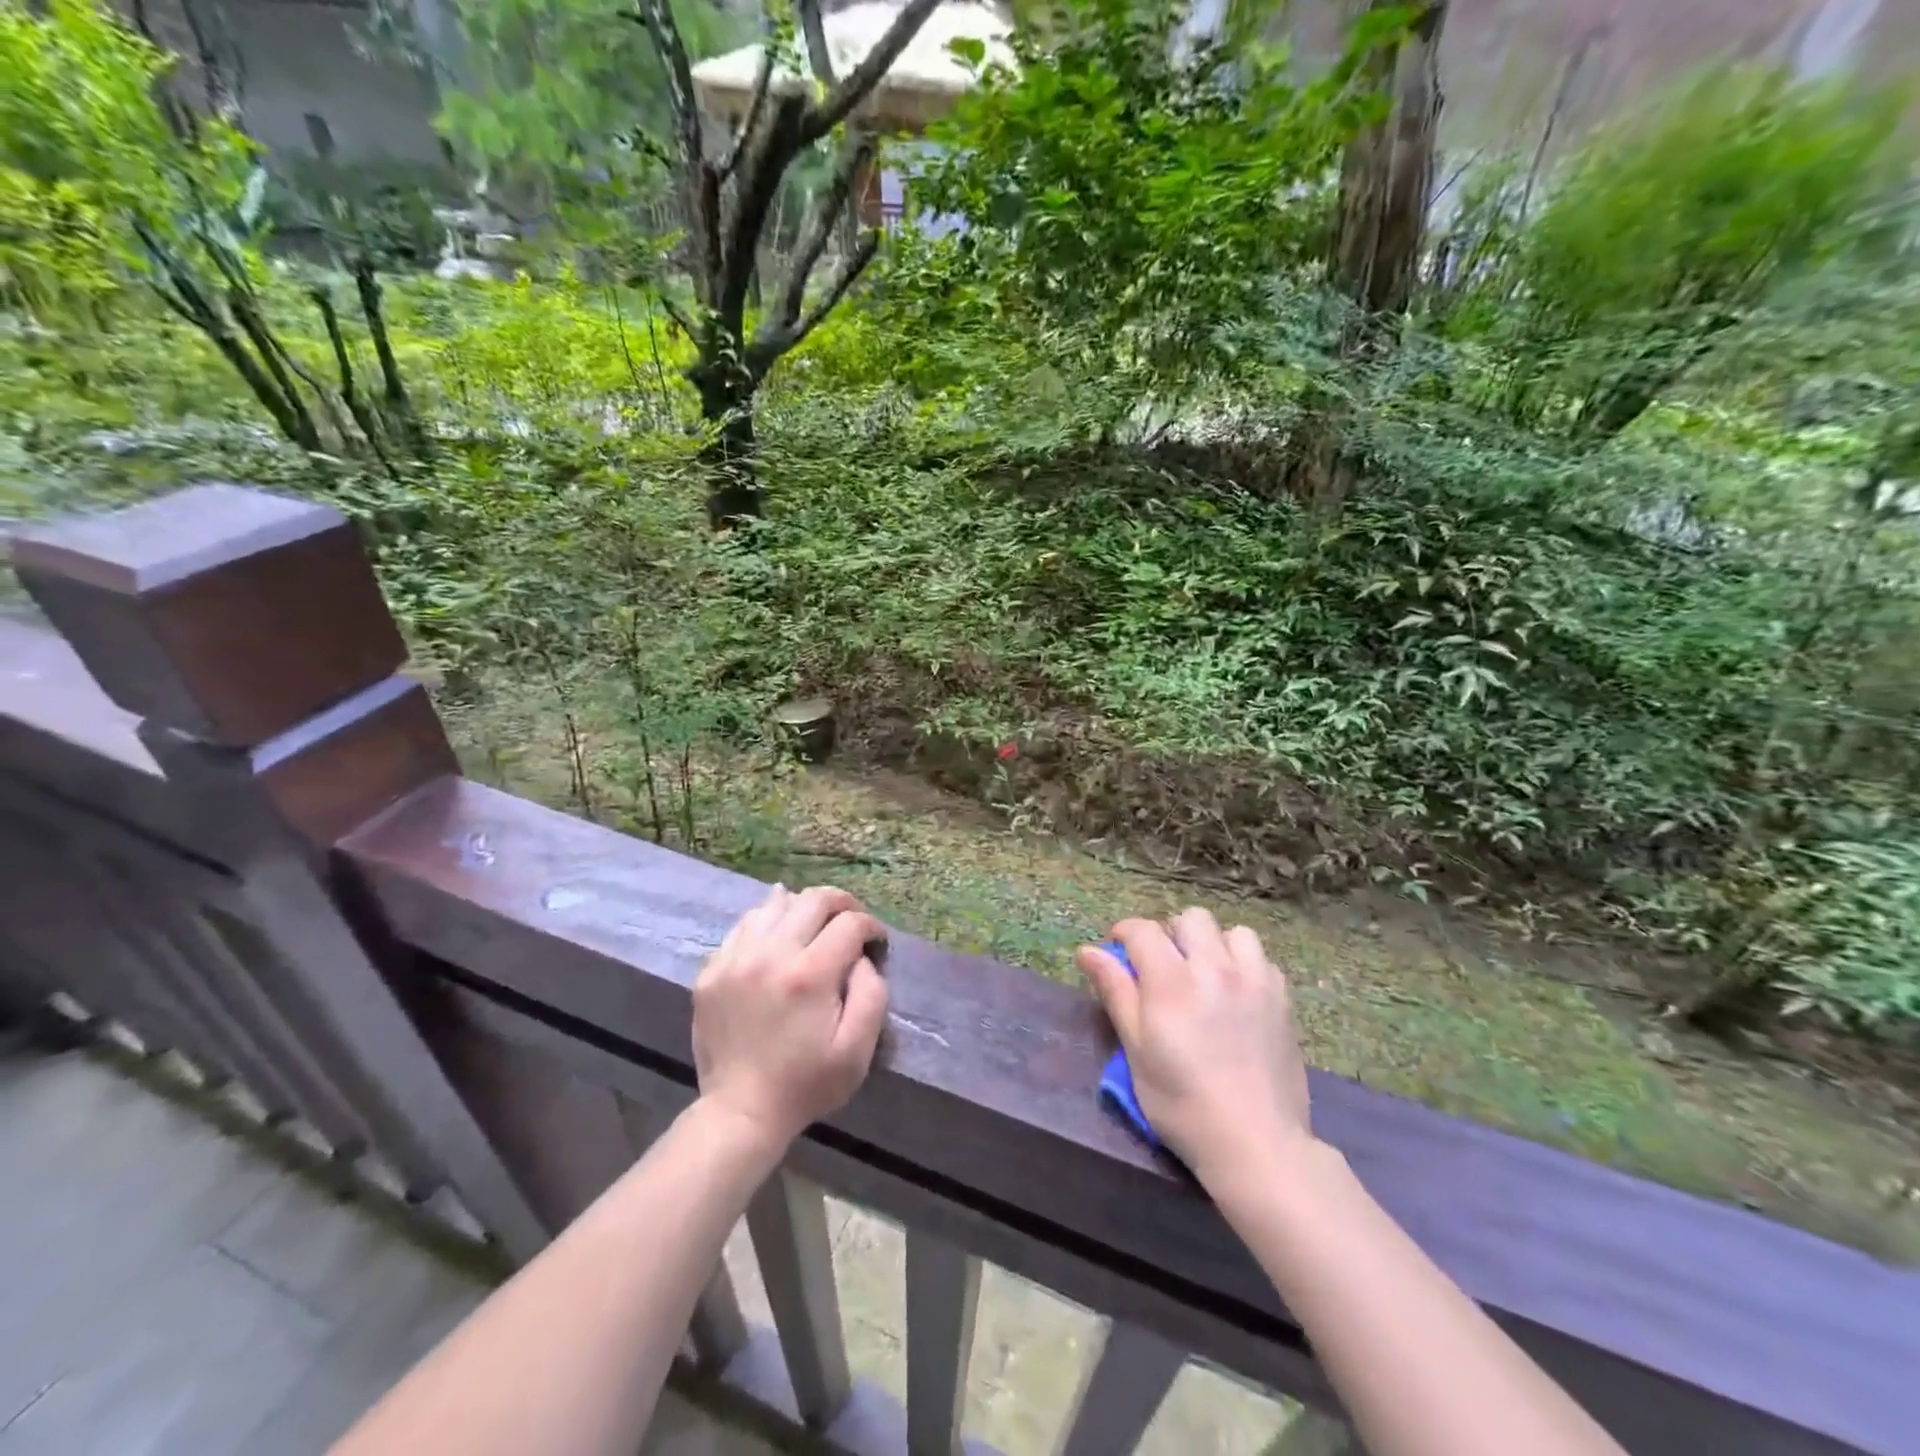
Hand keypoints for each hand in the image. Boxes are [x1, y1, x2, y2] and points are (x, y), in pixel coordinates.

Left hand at [693, 885, 889, 1151]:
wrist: (740, 1112)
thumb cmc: (807, 1084)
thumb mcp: (858, 1049)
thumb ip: (871, 993)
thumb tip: (862, 957)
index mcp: (809, 974)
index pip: (850, 923)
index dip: (871, 926)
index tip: (876, 942)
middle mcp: (770, 954)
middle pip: (813, 899)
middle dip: (842, 903)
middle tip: (851, 921)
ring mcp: (735, 959)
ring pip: (774, 904)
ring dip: (802, 909)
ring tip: (813, 927)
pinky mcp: (711, 971)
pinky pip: (743, 927)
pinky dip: (767, 923)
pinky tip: (777, 938)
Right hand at [1078, 908, 1311, 1185]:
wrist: (1256, 1143)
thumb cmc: (1182, 1104)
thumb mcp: (1137, 1051)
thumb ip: (1116, 992)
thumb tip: (1089, 951)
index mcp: (1171, 982)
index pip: (1143, 930)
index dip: (1124, 933)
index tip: (1118, 950)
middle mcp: (1214, 969)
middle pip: (1190, 919)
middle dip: (1170, 933)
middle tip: (1163, 966)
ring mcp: (1254, 981)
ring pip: (1231, 931)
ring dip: (1212, 944)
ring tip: (1205, 974)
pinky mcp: (1282, 998)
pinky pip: (1261, 958)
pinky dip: (1244, 963)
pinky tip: (1237, 992)